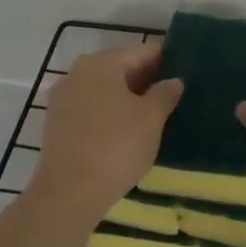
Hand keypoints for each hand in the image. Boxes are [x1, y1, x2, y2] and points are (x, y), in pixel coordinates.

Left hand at [30, 44, 182, 219]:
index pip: (142, 52)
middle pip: (121, 69)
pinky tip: (130, 132)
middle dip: (148, 81)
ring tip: (157, 116)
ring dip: (129, 99)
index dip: (167, 60)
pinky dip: (112, 115)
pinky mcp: (57, 126)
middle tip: (176, 96)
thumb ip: (165, 94)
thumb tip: (173, 81)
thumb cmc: (116, 146)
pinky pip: (93, 110)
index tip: (187, 72)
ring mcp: (63, 100)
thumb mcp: (151, 118)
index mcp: (101, 64)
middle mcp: (77, 74)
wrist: (68, 194)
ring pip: (106, 91)